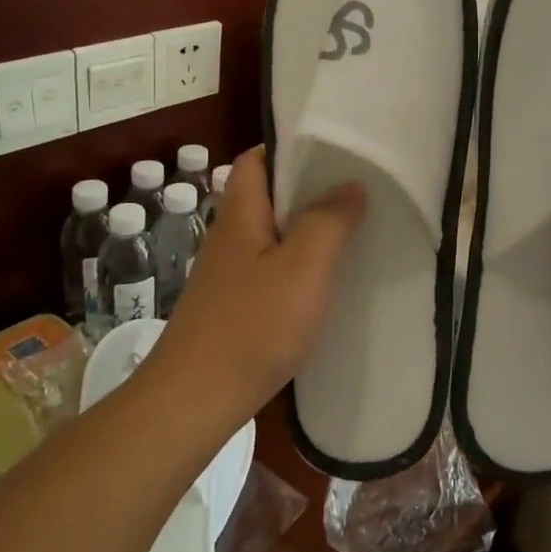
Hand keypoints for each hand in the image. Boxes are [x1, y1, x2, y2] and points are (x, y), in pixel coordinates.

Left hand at [148, 146, 363, 426]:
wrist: (194, 403)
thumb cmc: (251, 326)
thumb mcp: (303, 267)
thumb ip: (329, 221)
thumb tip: (351, 184)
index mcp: (241, 214)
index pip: (256, 160)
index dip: (290, 148)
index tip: (334, 151)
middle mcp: (231, 237)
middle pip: (268, 197)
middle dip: (309, 190)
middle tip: (356, 190)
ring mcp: (230, 275)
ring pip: (273, 235)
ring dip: (308, 230)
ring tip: (352, 231)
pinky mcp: (234, 308)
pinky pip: (273, 270)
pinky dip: (300, 267)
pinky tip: (326, 284)